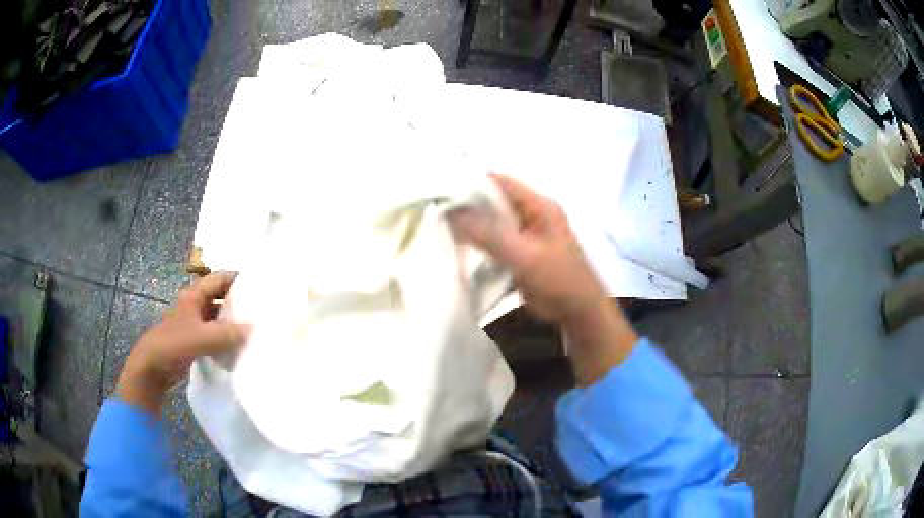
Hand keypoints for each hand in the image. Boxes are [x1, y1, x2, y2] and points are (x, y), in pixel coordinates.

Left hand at [116, 271, 250, 412]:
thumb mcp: (201, 337)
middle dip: (239, 302)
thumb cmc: (173, 344)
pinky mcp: (194, 341)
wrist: (152, 368)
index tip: (260, 285)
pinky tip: (240, 348)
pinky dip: (226, 339)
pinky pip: (215, 335)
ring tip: (256, 329)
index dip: (237, 278)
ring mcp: (194, 324)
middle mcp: (194, 305)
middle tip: (262, 309)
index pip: (219, 279)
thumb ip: (227, 334)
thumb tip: (254, 328)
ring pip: (218, 318)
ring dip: (233, 323)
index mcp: (194, 295)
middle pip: (220, 297)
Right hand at [450, 174, 636, 383]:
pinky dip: (478, 240)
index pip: (501, 182)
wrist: (578, 312)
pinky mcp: (520, 252)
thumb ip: (490, 234)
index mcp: (539, 206)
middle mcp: (532, 214)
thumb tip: (452, 214)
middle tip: (437, 210)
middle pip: (494, 200)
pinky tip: (458, 244)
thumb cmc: (558, 280)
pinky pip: (495, 239)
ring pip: (493, 221)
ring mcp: (526, 233)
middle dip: (468, 204)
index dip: (472, 182)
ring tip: (441, 225)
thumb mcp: (524, 255)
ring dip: (472, 223)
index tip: (442, 190)